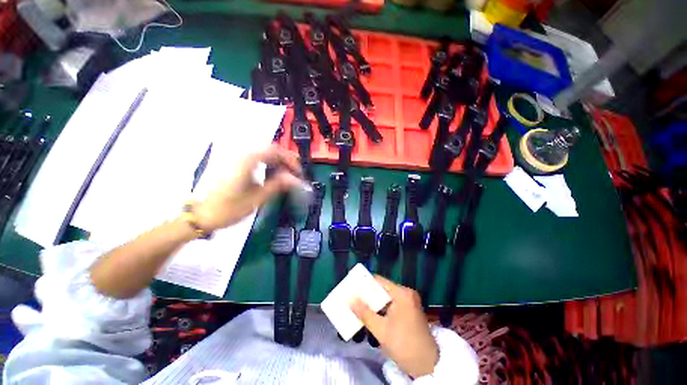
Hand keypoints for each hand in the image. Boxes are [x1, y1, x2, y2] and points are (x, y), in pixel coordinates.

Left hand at [194, 145, 302, 230]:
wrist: (201, 215)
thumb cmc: (228, 209)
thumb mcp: (257, 199)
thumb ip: (277, 185)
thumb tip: (295, 179)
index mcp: (246, 162)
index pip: (275, 151)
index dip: (290, 159)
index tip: (298, 172)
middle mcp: (241, 156)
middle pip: (269, 149)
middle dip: (285, 159)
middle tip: (295, 172)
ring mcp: (236, 159)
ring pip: (263, 153)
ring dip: (277, 161)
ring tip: (286, 174)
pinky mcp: (234, 165)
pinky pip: (256, 158)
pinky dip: (268, 163)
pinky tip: (272, 174)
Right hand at [351, 276, 438, 378]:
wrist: (427, 365)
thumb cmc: (404, 344)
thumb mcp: (380, 330)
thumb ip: (364, 313)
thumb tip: (349, 299)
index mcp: (401, 293)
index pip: (379, 281)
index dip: (364, 283)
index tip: (352, 287)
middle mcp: (407, 293)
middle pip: (383, 288)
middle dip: (368, 294)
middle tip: (353, 297)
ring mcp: (410, 301)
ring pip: (387, 297)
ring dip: (374, 303)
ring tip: (359, 305)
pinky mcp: (410, 310)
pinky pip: (392, 304)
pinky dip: (382, 308)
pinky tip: (372, 314)